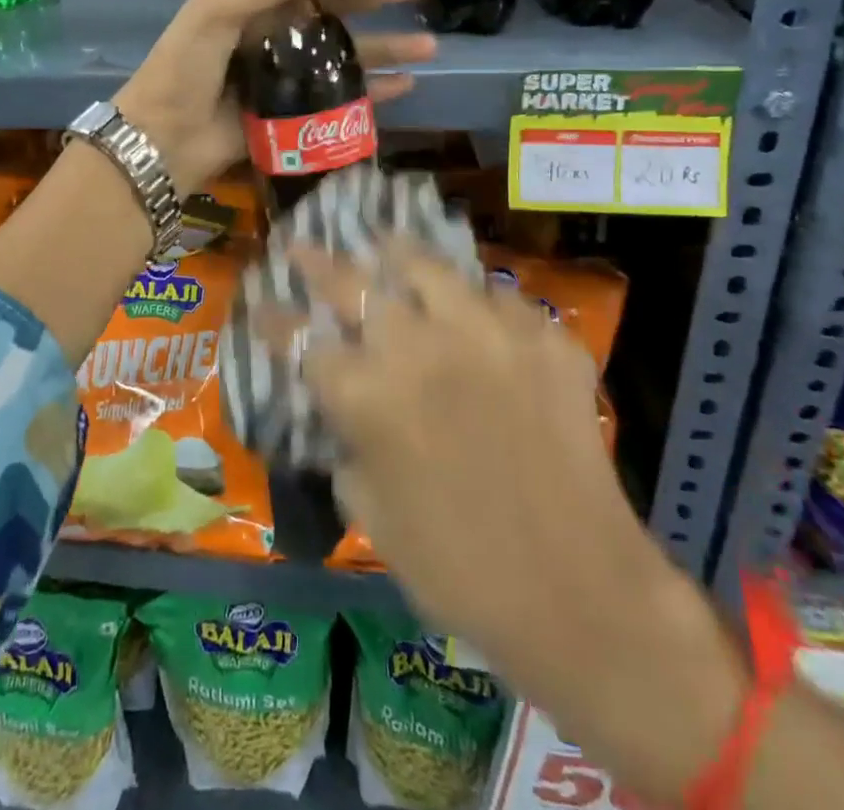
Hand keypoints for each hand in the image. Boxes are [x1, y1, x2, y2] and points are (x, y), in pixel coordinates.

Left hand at [112, 0, 433, 195]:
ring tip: (430, 45)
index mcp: (255, 2)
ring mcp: (290, 73)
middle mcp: (277, 31)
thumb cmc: (184, 70)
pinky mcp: (297, 112)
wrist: (163, 141)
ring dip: (387, 46)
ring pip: (348, 52)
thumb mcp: (215, 13)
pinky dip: (374, 91)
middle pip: (337, 7)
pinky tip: (407, 85)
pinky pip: (343, 96)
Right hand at [260, 242, 744, 803]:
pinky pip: (502, 299)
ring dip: (398, 256)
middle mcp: (419, 347)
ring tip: (387, 246)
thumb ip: (348, 450)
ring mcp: (487, 333)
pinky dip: (481, 304)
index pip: (300, 340)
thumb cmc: (458, 569)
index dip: (274, 319)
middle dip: (317, 262)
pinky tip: (478, 313)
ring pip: (428, 266)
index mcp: (367, 395)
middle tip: (302, 246)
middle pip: (352, 283)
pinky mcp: (545, 339)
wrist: (581, 596)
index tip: (262, 301)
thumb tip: (346, 417)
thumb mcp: (372, 515)